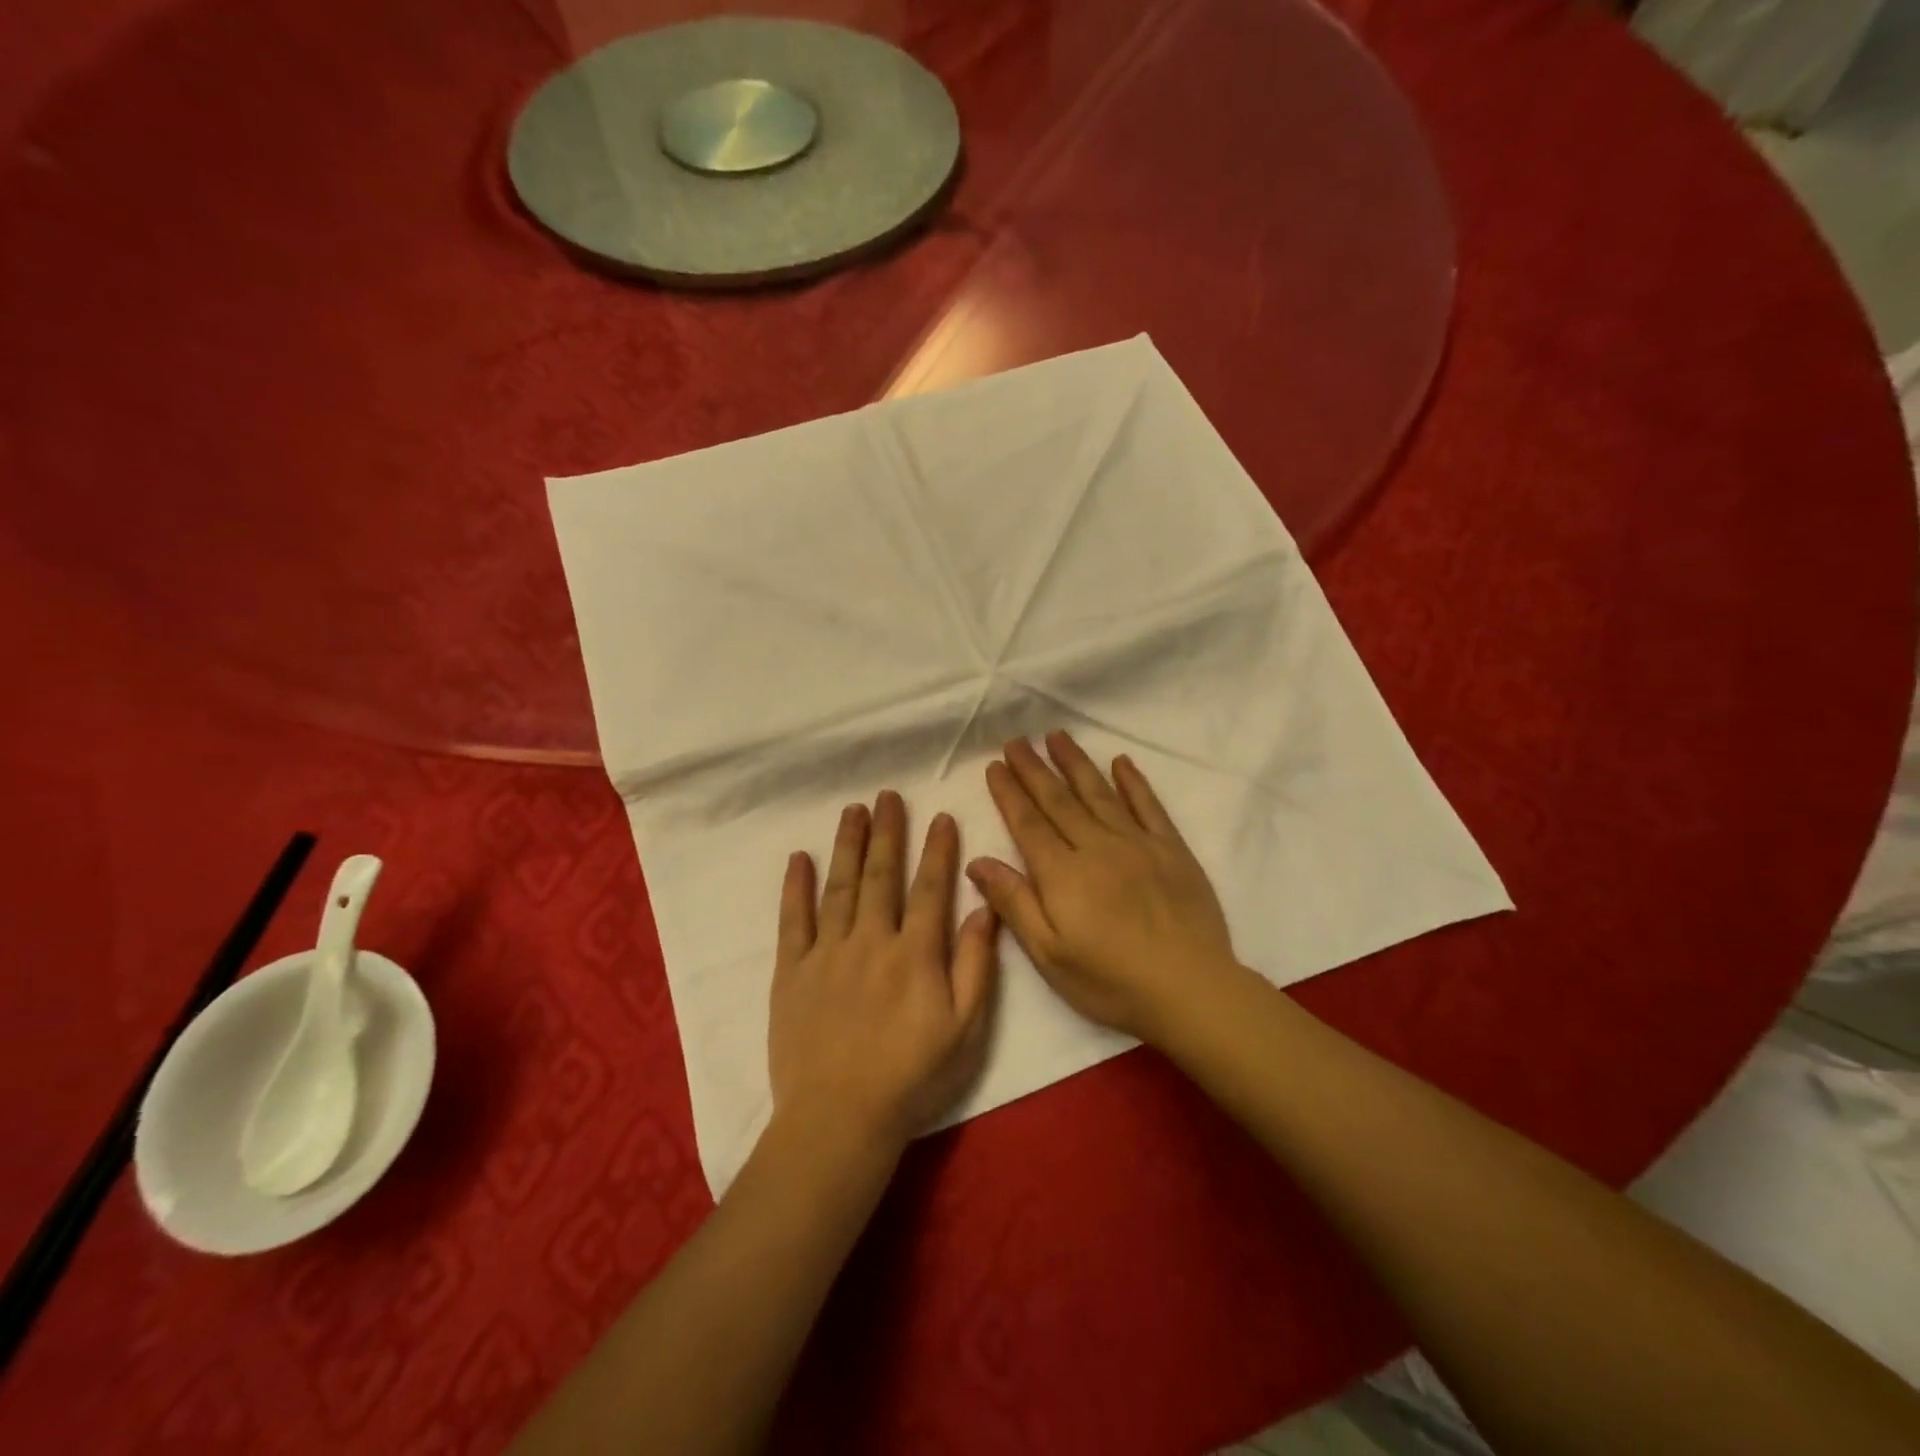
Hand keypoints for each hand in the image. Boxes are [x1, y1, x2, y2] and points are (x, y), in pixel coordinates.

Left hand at [768, 791, 999, 1152]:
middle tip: (887, 795)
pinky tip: (799, 858)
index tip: (940, 816)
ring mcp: (827, 953)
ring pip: (839, 886)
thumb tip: (983, 910)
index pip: (930, 888)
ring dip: (847, 845)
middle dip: (887, 832)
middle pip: (881, 875)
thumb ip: (975, 966)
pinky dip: (796, 887)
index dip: (937, 850)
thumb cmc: (911, 1078)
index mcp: (915, 953)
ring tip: (853, 810)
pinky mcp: (793, 971)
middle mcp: (871, 940)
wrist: (839, 1119)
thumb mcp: (964, 1030)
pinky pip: (793, 920)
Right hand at [967, 732, 1239, 1042]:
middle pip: (1058, 800)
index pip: (1028, 823)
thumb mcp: (1049, 955)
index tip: (994, 765)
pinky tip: (1121, 762)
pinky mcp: (1171, 849)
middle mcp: (1096, 846)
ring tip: (1057, 736)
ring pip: (1099, 793)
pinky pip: (1148, 806)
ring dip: (1075, 763)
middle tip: (1017, 741)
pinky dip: (1133, 782)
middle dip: (1034, 769)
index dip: (1009, 792)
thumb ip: (1014, 903)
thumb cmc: (1111, 981)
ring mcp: (1137, 843)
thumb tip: (977, 861)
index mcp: (1062, 873)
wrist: (1190, 989)